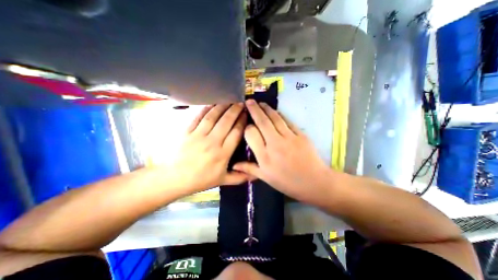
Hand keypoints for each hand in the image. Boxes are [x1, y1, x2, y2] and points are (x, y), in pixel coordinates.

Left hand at [170, 103, 248, 194]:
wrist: (175, 178)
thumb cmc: (201, 180)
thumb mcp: (222, 181)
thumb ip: (240, 177)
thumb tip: (256, 175)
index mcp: (223, 153)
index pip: (236, 133)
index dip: (242, 121)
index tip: (247, 114)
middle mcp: (212, 142)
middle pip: (226, 122)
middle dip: (235, 110)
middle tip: (241, 103)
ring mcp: (198, 135)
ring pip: (213, 117)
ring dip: (222, 107)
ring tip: (229, 100)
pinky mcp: (187, 132)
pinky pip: (198, 117)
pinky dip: (206, 109)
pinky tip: (212, 104)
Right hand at [233, 99, 331, 202]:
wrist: (314, 182)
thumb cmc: (287, 182)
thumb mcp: (266, 178)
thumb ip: (249, 168)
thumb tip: (233, 165)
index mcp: (264, 156)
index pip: (251, 134)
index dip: (247, 127)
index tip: (246, 124)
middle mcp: (275, 144)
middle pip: (262, 122)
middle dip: (254, 110)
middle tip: (249, 101)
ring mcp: (289, 138)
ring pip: (275, 118)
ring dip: (266, 109)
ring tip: (260, 103)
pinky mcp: (300, 135)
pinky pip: (287, 121)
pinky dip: (280, 115)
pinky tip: (275, 111)